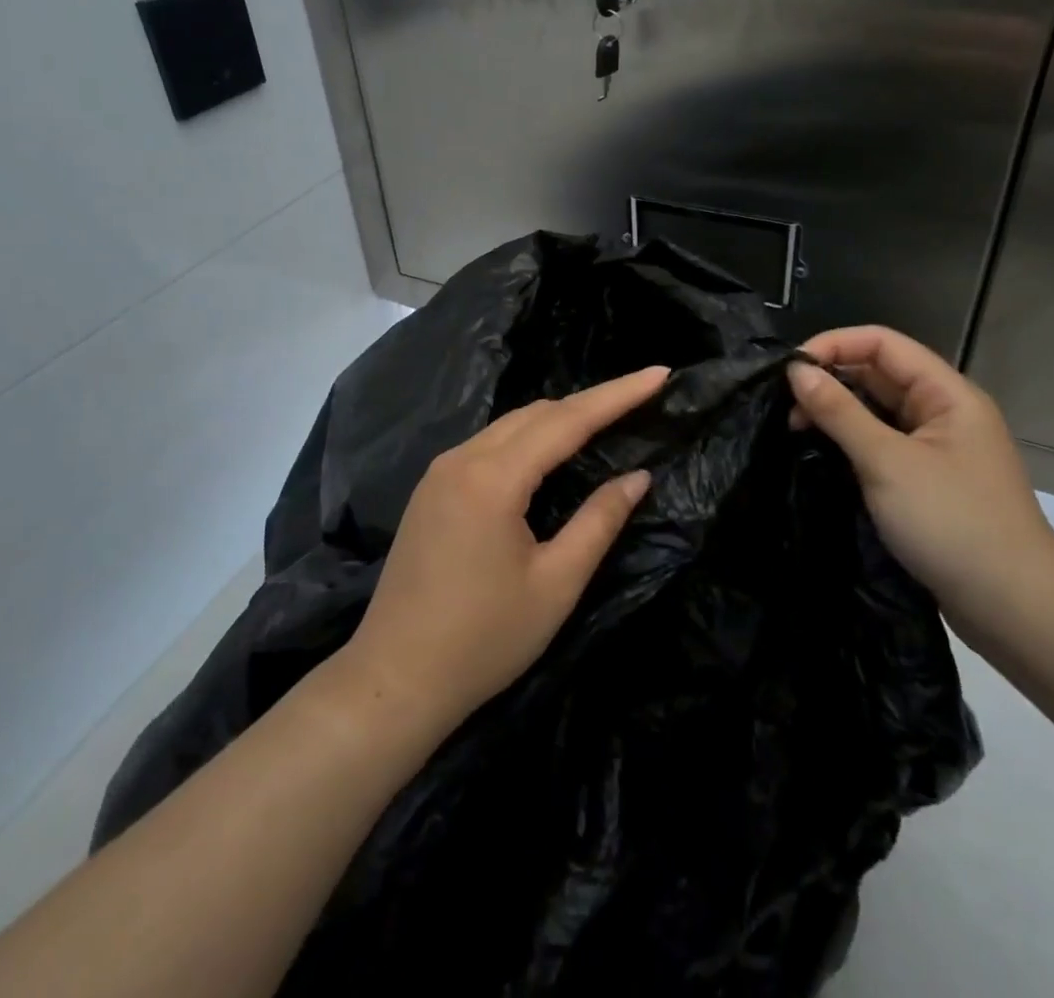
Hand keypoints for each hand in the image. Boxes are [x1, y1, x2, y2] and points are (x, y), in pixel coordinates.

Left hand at [339, 366, 670, 731]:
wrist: (394, 678)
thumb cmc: (483, 640)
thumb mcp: (555, 584)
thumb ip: (599, 522)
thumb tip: (637, 477)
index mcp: (493, 478)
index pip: (567, 420)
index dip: (617, 395)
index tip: (659, 374)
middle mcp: (462, 459)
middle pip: (537, 413)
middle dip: (591, 402)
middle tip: (640, 398)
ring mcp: (440, 471)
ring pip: (510, 425)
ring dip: (559, 418)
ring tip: (606, 419)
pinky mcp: (431, 489)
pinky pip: (489, 444)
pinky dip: (528, 438)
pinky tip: (550, 452)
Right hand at [787, 327, 1053, 639]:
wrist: (1015, 610)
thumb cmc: (952, 524)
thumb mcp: (887, 462)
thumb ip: (839, 412)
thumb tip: (797, 371)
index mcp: (947, 394)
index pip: (882, 343)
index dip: (834, 345)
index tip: (789, 371)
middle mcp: (944, 412)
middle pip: (879, 374)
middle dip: (830, 381)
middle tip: (785, 407)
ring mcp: (937, 449)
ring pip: (878, 411)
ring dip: (837, 413)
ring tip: (796, 430)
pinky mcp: (928, 482)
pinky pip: (882, 444)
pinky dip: (851, 442)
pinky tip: (822, 455)